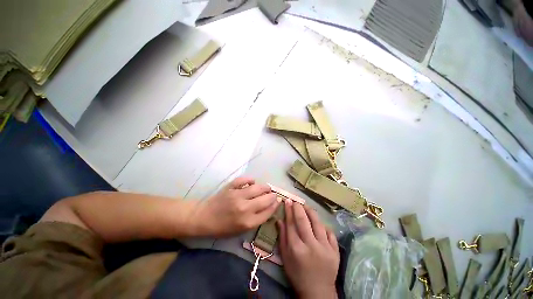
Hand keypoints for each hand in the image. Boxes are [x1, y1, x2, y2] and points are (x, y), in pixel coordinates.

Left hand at [190, 177, 279, 236]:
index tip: (278, 201)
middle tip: (273, 194)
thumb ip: (256, 219)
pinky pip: (244, 180)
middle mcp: (244, 208)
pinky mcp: (230, 187)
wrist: (203, 218)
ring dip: (265, 187)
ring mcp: (237, 196)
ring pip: (258, 188)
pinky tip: (252, 182)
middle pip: (266, 199)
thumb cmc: (222, 227)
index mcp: (247, 222)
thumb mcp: (241, 230)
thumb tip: (268, 207)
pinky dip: (250, 179)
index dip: (275, 206)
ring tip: (267, 188)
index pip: (268, 212)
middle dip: (272, 196)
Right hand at [278, 201, 339, 298]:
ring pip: (318, 223)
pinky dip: (323, 226)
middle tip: (296, 201)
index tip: (287, 201)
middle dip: (298, 208)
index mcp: (297, 249)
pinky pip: (330, 233)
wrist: (318, 292)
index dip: (288, 211)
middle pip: (304, 221)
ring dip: (311, 212)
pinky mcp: (335, 251)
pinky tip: (319, 223)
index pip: (291, 224)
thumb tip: (279, 220)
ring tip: (306, 207)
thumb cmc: (297, 274)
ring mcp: (325, 248)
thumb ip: (282, 237)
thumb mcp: (285, 258)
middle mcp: (311, 246)